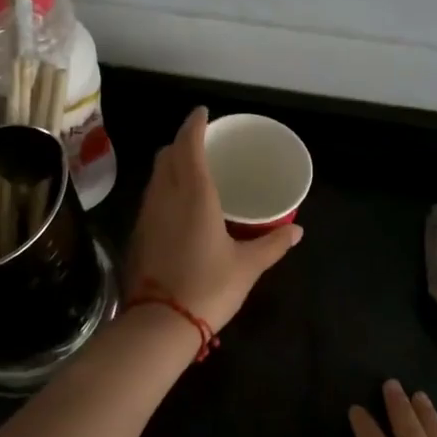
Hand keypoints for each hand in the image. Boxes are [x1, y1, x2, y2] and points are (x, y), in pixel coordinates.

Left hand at [126, 107, 302, 330]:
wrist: (160, 323)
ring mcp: (147, 215)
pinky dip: (163, 189)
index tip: (203, 113)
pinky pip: (151, 198)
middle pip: (167, 156)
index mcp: (194, 195)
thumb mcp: (247, 266)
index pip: (189, 145)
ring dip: (170, 165)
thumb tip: (297, 230)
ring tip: (192, 172)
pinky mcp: (139, 234)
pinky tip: (178, 207)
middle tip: (202, 144)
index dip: (194, 124)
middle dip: (182, 143)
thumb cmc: (208, 288)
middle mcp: (166, 197)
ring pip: (155, 176)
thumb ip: (273, 244)